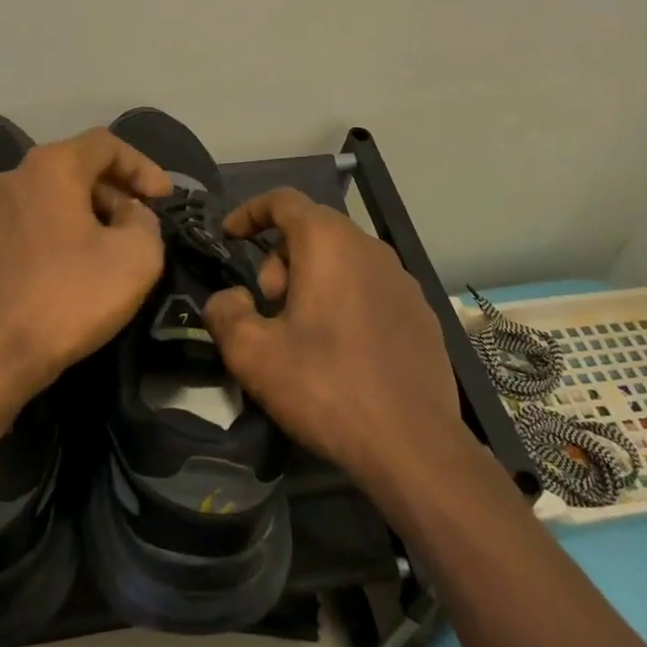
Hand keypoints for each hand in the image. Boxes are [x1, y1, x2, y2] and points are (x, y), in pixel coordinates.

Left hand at [0, 128, 170, 405]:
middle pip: (74, 168)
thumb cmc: (67, 298)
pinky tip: (65, 270)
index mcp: (51, 167)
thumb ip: (145, 221)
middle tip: (138, 226)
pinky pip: (25, 224)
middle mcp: (12, 176)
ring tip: (105, 250)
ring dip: (83, 214)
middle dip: (113, 192)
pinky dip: (53, 234)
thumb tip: (128, 214)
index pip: (106, 144)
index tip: (164, 198)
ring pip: (48, 197)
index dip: (142, 166)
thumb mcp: (136, 257)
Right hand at [202, 188, 465, 490]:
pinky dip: (345, 299)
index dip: (250, 212)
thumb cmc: (326, 387)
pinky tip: (341, 349)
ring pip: (343, 259)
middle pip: (313, 230)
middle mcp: (369, 248)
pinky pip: (370, 286)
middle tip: (267, 307)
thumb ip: (225, 312)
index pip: (283, 200)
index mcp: (328, 243)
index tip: (229, 236)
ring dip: (312, 280)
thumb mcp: (253, 354)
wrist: (413, 445)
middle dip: (279, 259)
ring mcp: (402, 279)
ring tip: (301, 332)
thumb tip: (229, 298)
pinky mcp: (421, 311)